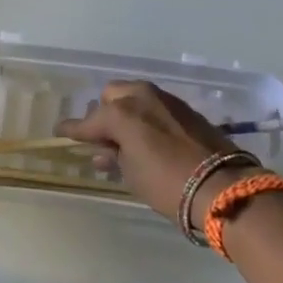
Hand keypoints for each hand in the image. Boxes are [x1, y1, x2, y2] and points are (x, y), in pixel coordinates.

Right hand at [55, 81, 234, 222]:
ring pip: (133, 97)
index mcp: (121, 113)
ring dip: (124, 113)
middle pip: (111, 97)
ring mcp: (165, 99)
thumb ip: (114, 157)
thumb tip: (105, 151)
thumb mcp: (131, 175)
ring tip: (122, 139)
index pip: (87, 121)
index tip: (60, 132)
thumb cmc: (167, 184)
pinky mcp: (184, 108)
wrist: (222, 185)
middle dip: (102, 114)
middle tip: (101, 138)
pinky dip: (144, 116)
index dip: (72, 129)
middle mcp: (140, 97)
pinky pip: (153, 105)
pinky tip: (145, 136)